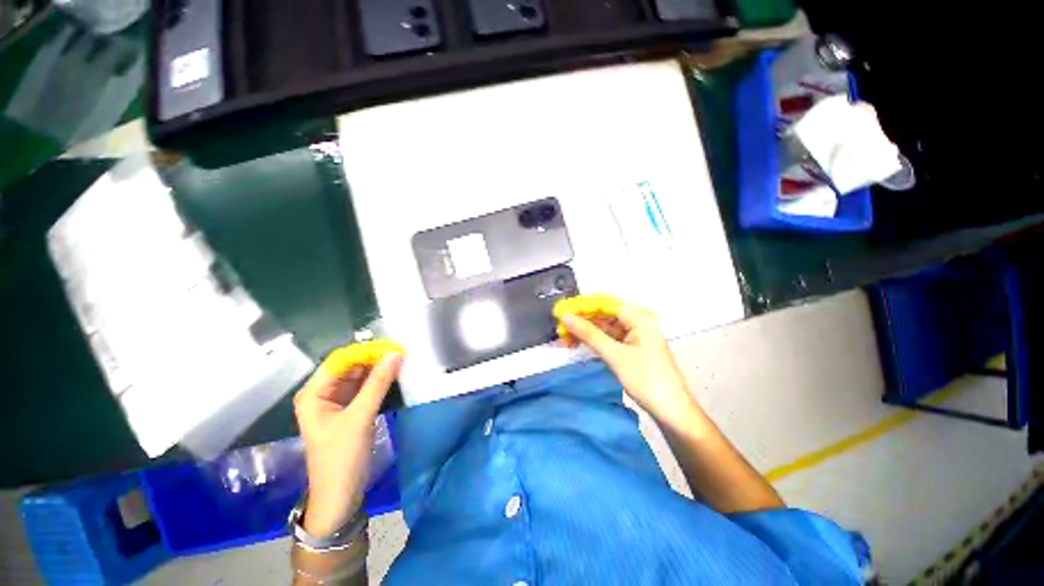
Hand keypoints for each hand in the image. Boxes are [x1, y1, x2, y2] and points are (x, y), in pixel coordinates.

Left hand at [293, 347, 403, 536]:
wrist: (340, 496)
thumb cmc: (342, 457)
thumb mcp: (360, 417)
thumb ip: (378, 383)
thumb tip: (395, 353)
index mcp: (314, 393)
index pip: (340, 361)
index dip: (365, 351)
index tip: (392, 347)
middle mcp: (323, 393)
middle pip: (350, 367)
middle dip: (374, 359)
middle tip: (402, 353)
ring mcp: (337, 402)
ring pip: (359, 377)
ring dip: (378, 370)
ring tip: (402, 361)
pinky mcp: (350, 410)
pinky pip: (365, 388)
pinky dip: (379, 382)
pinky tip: (395, 376)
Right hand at [557, 300, 698, 426]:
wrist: (671, 410)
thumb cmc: (646, 379)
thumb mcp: (614, 355)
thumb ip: (588, 333)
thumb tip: (565, 316)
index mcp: (639, 316)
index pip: (604, 303)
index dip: (581, 306)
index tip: (560, 311)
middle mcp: (637, 319)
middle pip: (603, 313)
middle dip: (581, 320)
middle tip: (559, 327)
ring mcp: (634, 332)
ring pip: (603, 325)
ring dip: (584, 331)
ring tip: (564, 338)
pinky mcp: (631, 345)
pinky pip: (608, 336)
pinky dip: (593, 340)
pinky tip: (577, 343)